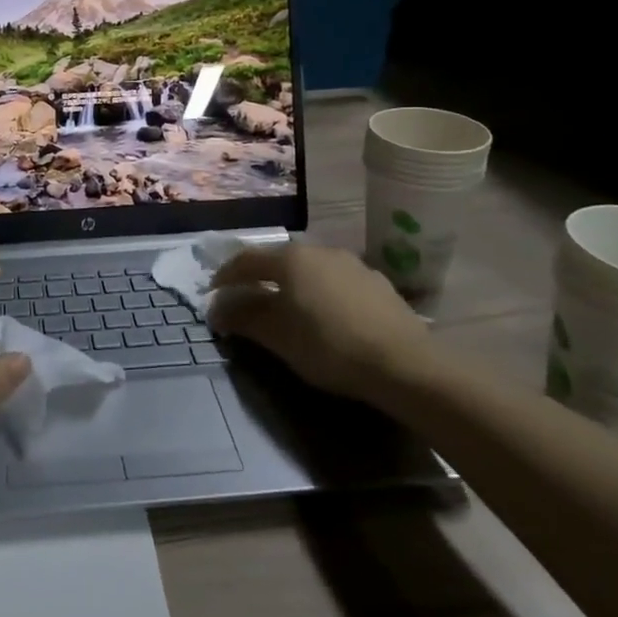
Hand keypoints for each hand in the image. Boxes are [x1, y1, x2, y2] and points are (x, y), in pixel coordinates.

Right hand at [208, 243, 432, 405]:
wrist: (405, 364)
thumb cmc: (330, 347)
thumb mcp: (278, 338)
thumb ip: (244, 319)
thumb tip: (217, 310)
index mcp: (291, 260)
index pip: (246, 260)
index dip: (225, 277)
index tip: (212, 294)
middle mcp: (320, 251)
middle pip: (278, 260)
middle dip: (257, 278)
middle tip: (244, 298)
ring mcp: (352, 264)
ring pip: (309, 269)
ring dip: (290, 284)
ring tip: (284, 307)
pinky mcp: (376, 283)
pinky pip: (334, 281)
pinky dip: (318, 291)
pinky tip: (323, 314)